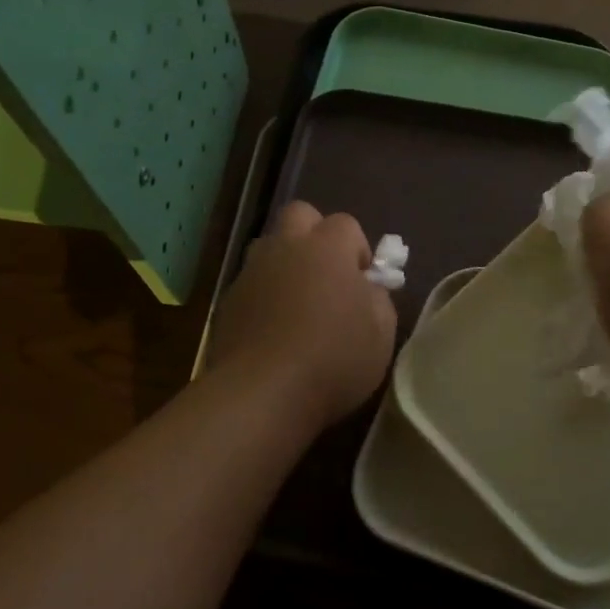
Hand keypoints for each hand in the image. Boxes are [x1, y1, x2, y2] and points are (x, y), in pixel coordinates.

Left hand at [207, 202, 398, 433]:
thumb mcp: (381, 334)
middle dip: (315, 235)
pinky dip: (264, 296)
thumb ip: (378, 300)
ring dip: (286, 263)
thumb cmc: (334, 359)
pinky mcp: (227, 302)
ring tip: (298, 303)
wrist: (263, 393)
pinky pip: (251, 284)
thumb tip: (367, 289)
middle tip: (327, 275)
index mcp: (327, 248)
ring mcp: (251, 273)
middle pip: (299, 215)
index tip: (362, 284)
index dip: (358, 250)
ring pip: (269, 247)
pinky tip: (274, 330)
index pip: (346, 224)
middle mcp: (285, 248)